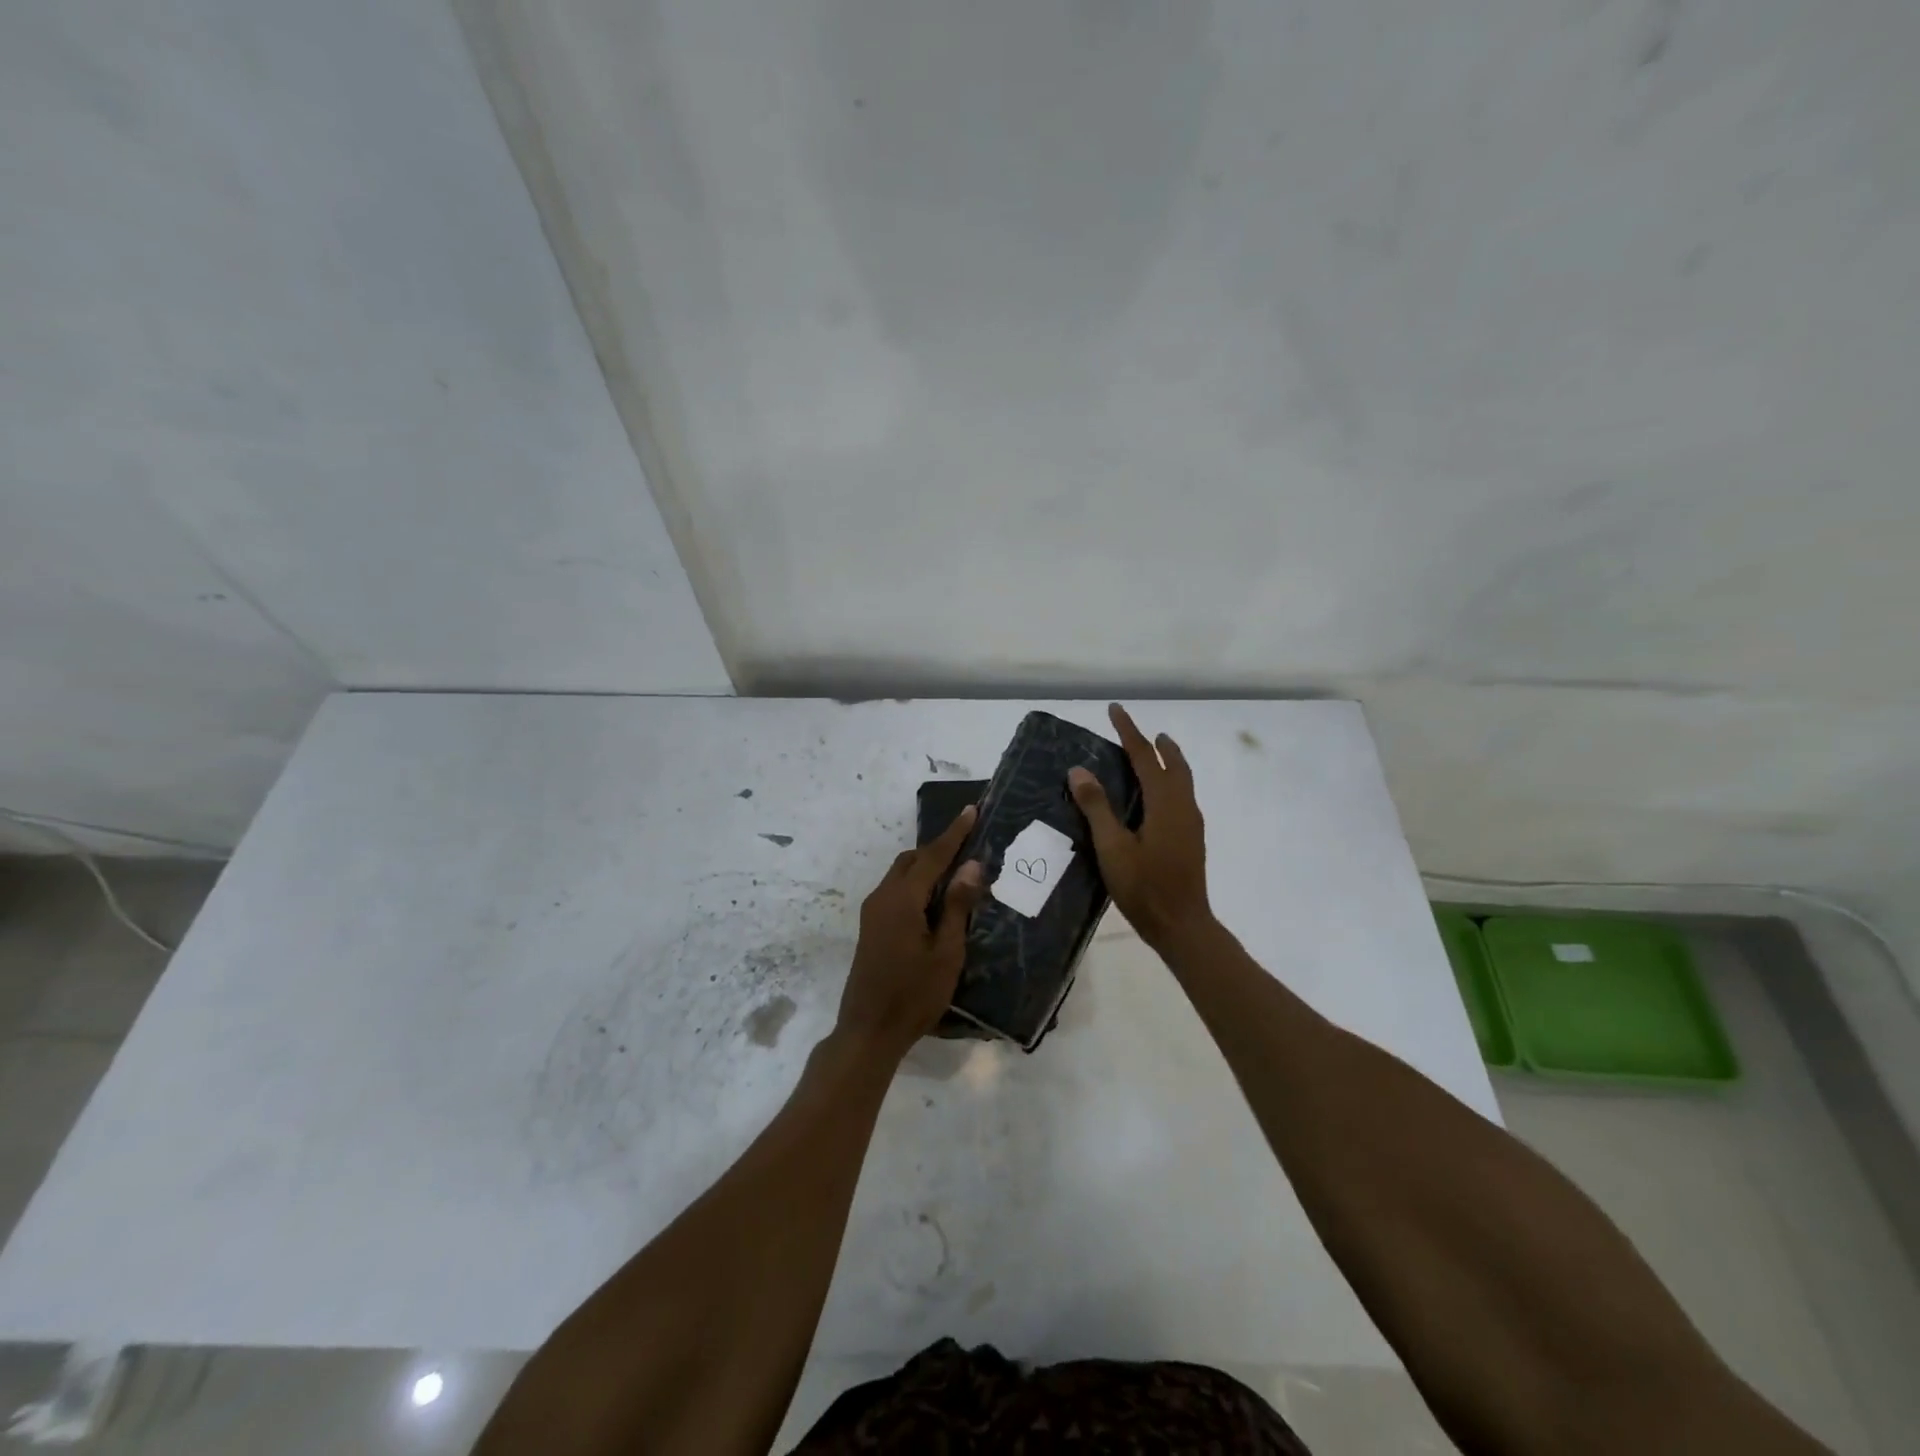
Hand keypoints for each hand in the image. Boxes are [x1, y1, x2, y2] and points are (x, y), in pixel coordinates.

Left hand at [837, 805, 984, 1060]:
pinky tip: (936, 899)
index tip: (972, 810)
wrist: (868, 1030)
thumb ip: (957, 906)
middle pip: (912, 860)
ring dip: (927, 866)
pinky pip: (896, 890)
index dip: (954, 833)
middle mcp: (882, 897)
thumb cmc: (914, 995)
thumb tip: (971, 865)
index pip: (933, 855)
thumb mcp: (946, 952)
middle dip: (940, 848)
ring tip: (958, 871)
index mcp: (901, 899)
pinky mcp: (871, 927)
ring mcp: (872, 912)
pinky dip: (916, 883)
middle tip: (970, 844)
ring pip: (902, 874)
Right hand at [1069, 703, 1212, 950]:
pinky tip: (1157, 795)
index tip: (1115, 710)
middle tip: (1139, 731)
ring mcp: (1191, 823)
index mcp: (1165, 803)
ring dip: (1168, 761)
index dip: (1129, 732)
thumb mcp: (1113, 847)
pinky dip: (1170, 781)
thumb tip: (1079, 770)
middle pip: (1173, 764)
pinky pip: (1182, 795)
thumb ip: (1097, 807)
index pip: (1145, 757)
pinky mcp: (1191, 838)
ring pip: (1182, 780)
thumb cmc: (1144, 887)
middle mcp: (1183, 806)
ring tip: (1154, 751)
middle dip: (1155, 744)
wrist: (1182, 925)